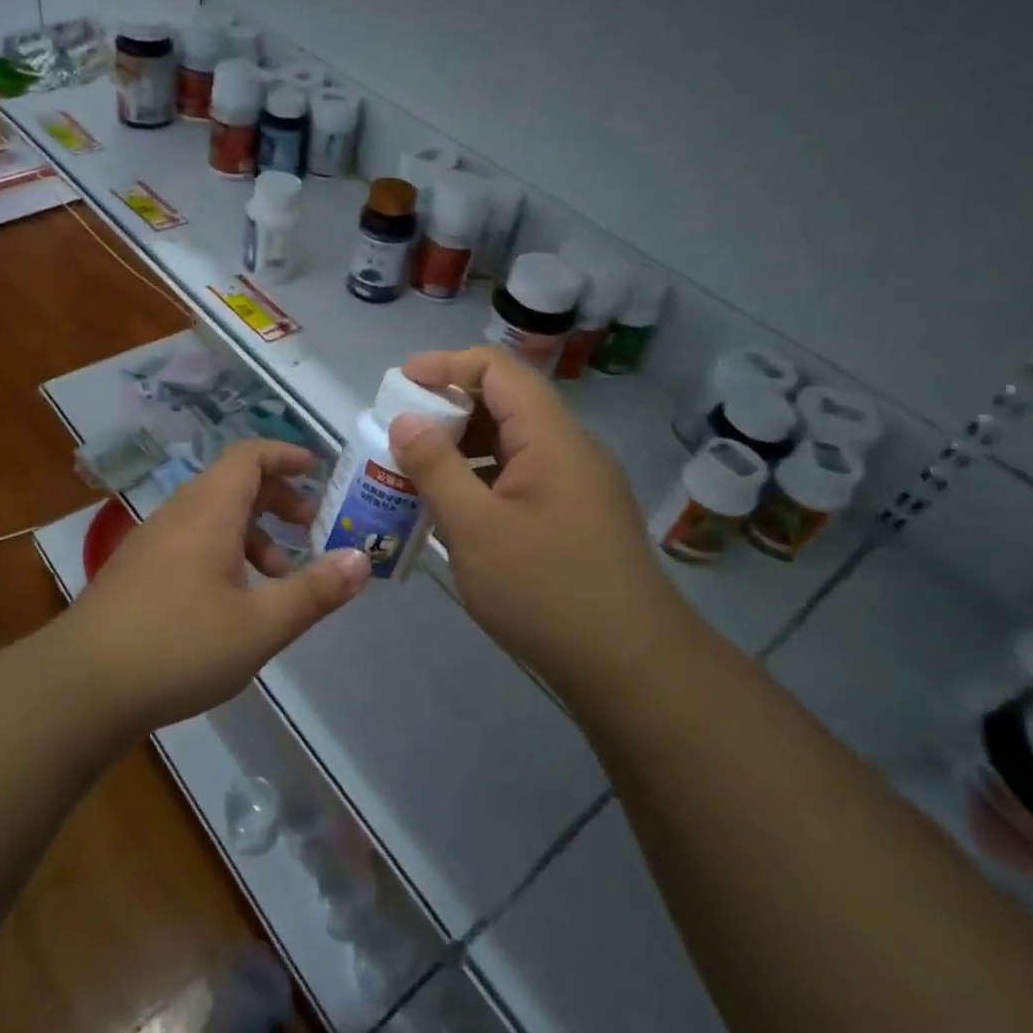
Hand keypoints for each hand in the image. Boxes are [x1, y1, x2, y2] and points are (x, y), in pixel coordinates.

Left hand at [63, 439, 370, 732]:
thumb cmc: (179, 645)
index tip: (318, 470)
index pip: (249, 456)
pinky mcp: (138, 573)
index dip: (285, 455)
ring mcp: (152, 543)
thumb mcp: (260, 624)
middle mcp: (178, 514)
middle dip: (278, 500)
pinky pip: (192, 543)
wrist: (80, 687)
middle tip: (312, 528)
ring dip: (253, 534)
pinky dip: (226, 555)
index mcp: (208, 510)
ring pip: (213, 518)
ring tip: (282, 576)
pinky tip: (237, 603)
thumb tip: (361, 560)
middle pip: (233, 484)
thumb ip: (314, 590)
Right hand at [390, 347, 677, 689]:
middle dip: (447, 409)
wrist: (633, 667)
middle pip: (504, 402)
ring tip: (415, 472)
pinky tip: (454, 510)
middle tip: (399, 434)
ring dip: (463, 448)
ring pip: (512, 443)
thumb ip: (435, 468)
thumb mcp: (476, 528)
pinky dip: (483, 479)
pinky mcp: (576, 515)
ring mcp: (578, 484)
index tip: (399, 384)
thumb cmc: (547, 590)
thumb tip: (405, 421)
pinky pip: (522, 476)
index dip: (444, 365)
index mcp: (551, 437)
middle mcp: (569, 448)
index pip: (496, 369)